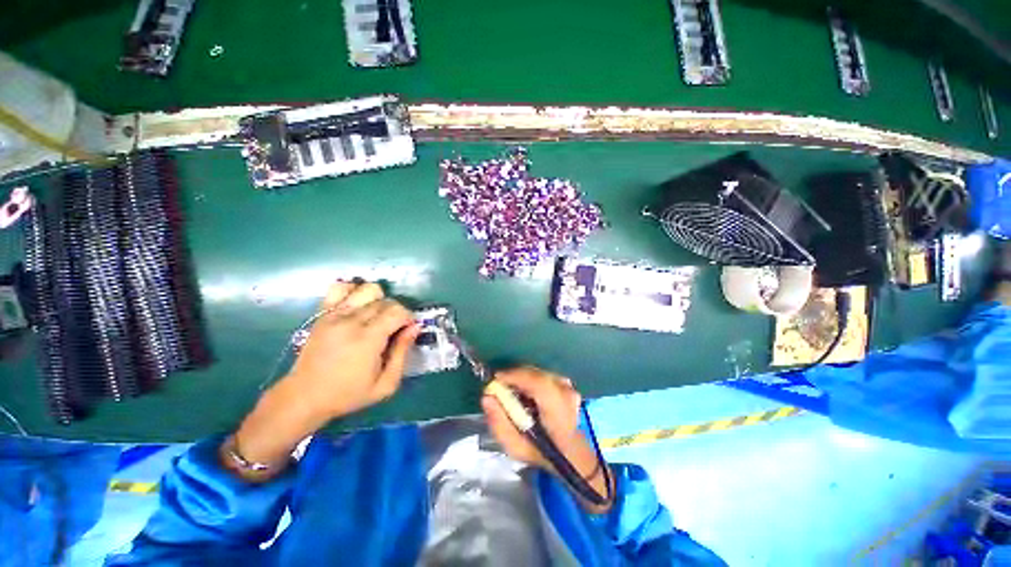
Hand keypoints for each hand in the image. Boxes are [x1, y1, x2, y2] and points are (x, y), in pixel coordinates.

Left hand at [225, 282, 418, 480]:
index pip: (398, 311)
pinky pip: (340, 288)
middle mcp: (351, 321)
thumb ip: (402, 353)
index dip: (408, 318)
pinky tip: (357, 304)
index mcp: (368, 339)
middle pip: (385, 301)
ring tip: (376, 316)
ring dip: (379, 299)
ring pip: (367, 290)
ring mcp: (334, 315)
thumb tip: (414, 327)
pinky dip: (353, 290)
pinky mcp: (322, 314)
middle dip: (396, 312)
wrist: (304, 397)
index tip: (407, 330)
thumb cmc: (348, 394)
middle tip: (393, 329)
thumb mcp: (385, 384)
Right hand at [482, 367, 612, 511]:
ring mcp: (568, 387)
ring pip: (538, 373)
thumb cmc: (541, 452)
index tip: (496, 379)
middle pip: (536, 375)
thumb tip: (487, 397)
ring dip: (522, 377)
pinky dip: (530, 378)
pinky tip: (524, 391)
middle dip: (515, 376)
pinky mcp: (566, 383)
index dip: (516, 376)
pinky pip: (543, 374)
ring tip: (511, 390)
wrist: (569, 452)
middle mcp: (566, 395)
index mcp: (557, 413)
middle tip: (499, 386)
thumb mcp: (516, 448)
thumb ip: (499, 424)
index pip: (539, 384)